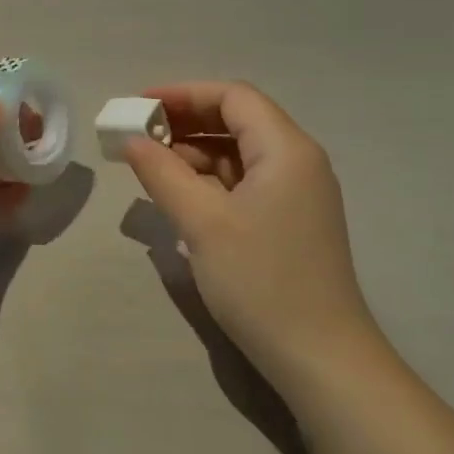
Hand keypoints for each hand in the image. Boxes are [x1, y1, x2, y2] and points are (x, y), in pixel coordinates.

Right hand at [122, 82, 379, 380]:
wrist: (321, 360)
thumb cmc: (261, 281)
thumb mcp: (202, 223)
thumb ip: (162, 173)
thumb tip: (132, 141)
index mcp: (286, 149)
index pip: (232, 97)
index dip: (183, 94)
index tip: (138, 107)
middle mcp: (297, 161)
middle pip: (236, 120)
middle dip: (185, 123)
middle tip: (137, 137)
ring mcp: (296, 193)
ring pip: (238, 153)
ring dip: (194, 153)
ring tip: (150, 168)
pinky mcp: (289, 221)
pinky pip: (244, 182)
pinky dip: (209, 180)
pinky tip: (179, 197)